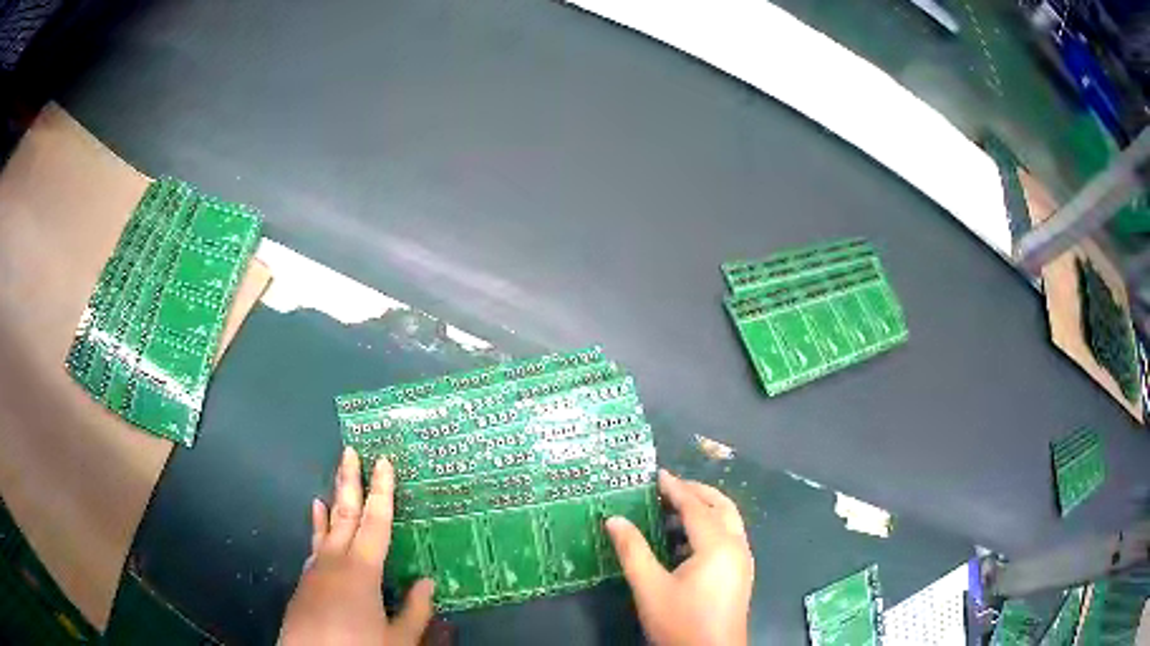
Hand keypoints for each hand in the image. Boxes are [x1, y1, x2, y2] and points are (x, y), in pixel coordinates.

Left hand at [280, 448, 434, 645]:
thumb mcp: (399, 639)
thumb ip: (415, 610)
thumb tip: (427, 582)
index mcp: (362, 570)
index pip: (376, 521)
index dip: (382, 490)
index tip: (384, 461)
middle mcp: (335, 561)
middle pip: (344, 514)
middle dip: (348, 482)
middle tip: (350, 451)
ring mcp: (315, 570)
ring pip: (324, 529)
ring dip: (331, 504)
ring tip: (330, 484)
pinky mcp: (304, 583)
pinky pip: (314, 548)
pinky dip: (317, 530)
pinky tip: (316, 525)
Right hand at [605, 470, 753, 645]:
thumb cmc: (680, 622)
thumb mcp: (650, 588)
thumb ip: (632, 551)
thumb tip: (614, 519)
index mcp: (718, 545)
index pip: (696, 507)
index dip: (675, 489)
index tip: (656, 474)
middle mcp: (737, 546)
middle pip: (721, 506)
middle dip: (697, 492)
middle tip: (668, 488)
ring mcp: (743, 561)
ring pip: (728, 522)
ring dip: (704, 510)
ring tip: (671, 512)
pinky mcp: (741, 574)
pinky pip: (728, 538)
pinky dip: (710, 529)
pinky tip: (684, 543)